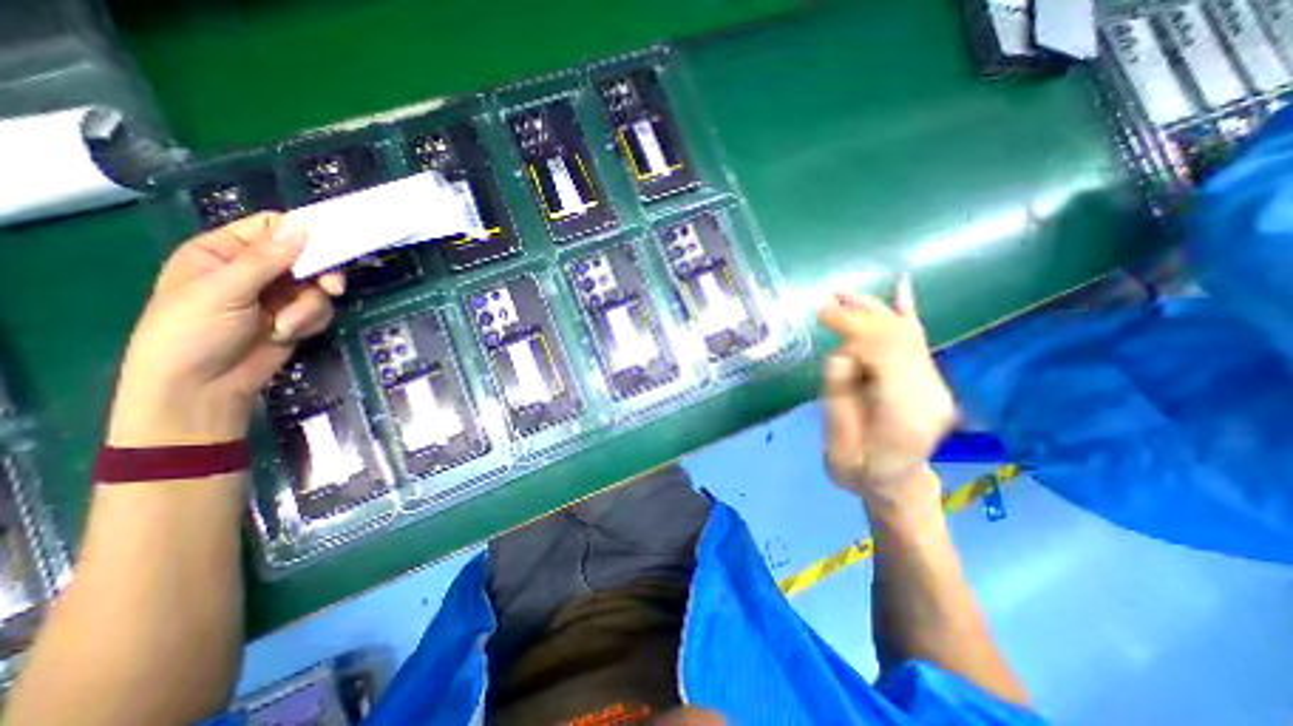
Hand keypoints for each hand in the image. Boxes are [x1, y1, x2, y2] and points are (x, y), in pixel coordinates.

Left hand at [107, 213, 341, 443]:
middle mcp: (256, 269)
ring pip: (318, 287)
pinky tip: (288, 334)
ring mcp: (279, 295)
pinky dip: (310, 322)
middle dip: (319, 276)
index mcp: (225, 252)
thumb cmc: (193, 331)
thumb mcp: (225, 290)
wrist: (204, 386)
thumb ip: (266, 259)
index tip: (330, 245)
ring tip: (286, 326)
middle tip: (331, 288)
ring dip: (309, 308)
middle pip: (307, 258)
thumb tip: (302, 224)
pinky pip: (321, 310)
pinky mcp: (297, 317)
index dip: (303, 233)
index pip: (273, 228)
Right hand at [822, 274, 950, 515]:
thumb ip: (840, 397)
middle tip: (824, 305)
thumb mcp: (839, 443)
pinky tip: (901, 286)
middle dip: (859, 315)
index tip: (821, 314)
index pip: (884, 353)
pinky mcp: (925, 378)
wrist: (894, 484)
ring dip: (872, 310)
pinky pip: (916, 339)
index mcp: (905, 413)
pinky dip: (907, 311)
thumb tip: (841, 355)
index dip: (853, 328)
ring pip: (906, 334)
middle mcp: (928, 392)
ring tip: (842, 294)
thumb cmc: (859, 470)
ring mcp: (932, 383)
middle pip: (896, 338)